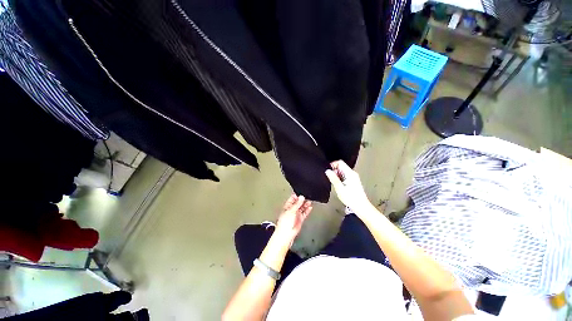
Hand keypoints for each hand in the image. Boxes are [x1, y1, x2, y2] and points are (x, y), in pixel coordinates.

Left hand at [275, 194, 311, 244]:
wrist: (286, 235)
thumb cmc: (284, 224)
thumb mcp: (291, 211)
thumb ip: (297, 204)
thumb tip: (301, 197)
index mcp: (287, 206)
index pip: (292, 199)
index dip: (297, 196)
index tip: (301, 193)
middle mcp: (291, 210)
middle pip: (298, 203)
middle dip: (302, 200)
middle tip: (307, 196)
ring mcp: (296, 215)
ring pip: (302, 208)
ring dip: (305, 204)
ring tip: (309, 201)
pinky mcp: (300, 219)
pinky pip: (304, 213)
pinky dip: (307, 210)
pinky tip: (310, 207)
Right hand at [325, 160, 370, 212]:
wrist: (361, 206)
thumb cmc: (351, 198)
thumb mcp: (339, 188)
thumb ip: (333, 178)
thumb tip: (327, 171)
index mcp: (350, 173)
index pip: (340, 162)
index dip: (333, 165)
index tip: (328, 171)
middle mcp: (352, 173)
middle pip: (341, 166)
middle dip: (334, 171)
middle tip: (331, 179)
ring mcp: (353, 177)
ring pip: (342, 171)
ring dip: (337, 175)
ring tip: (335, 183)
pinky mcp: (353, 181)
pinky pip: (345, 175)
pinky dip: (340, 178)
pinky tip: (339, 185)